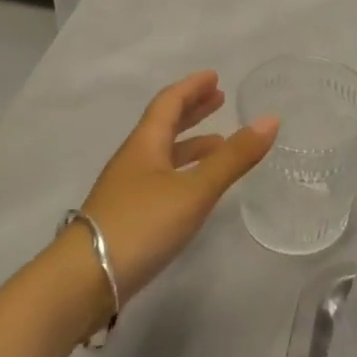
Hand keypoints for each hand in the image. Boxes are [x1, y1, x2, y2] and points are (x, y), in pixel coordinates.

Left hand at [74, 71, 278, 302]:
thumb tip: (270, 120)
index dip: (192, 88)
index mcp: (145, 144)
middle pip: (164, 125)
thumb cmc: (141, 224)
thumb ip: (233, 158)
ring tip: (220, 143)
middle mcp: (134, 160)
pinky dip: (185, 172)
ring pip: (163, 154)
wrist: (85, 279)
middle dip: (192, 111)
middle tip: (219, 100)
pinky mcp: (129, 216)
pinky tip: (197, 188)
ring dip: (191, 144)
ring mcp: (128, 189)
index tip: (214, 77)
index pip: (169, 103)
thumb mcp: (195, 190)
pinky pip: (162, 179)